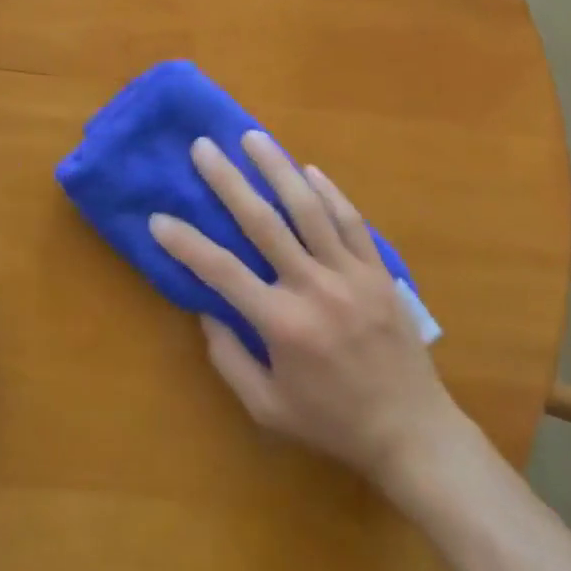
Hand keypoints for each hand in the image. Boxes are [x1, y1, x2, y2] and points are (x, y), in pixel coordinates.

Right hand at [148, 133, 461, 494]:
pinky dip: (329, 192)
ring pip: (310, 209)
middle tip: (203, 147)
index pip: (222, 272)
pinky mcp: (378, 271)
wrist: (412, 433)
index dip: (185, 243)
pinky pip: (351, 221)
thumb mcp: (268, 408)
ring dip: (278, 168)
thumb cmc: (333, 423)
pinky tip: (309, 170)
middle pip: (264, 223)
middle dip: (229, 181)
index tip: (158, 218)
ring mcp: (351, 275)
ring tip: (253, 137)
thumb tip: (206, 310)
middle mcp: (314, 288)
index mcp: (282, 325)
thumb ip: (229, 360)